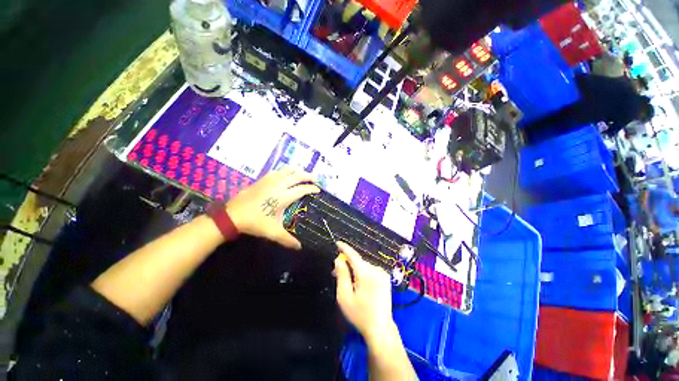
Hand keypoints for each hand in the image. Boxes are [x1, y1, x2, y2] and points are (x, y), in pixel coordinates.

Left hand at [225, 169, 318, 248]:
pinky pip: (276, 172)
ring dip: (297, 171)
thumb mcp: (273, 232)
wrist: (232, 216)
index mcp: (282, 197)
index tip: (318, 189)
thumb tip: (300, 248)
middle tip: (315, 178)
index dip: (311, 189)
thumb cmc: (255, 223)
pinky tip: (285, 173)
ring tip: (303, 173)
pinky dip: (284, 171)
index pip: (301, 190)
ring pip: (286, 171)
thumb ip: (287, 239)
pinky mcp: (261, 180)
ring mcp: (269, 181)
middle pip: (296, 176)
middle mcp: (277, 186)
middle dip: (307, 176)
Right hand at [334, 242, 394, 340]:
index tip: (337, 243)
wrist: (380, 328)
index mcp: (366, 273)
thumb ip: (342, 275)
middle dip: (347, 264)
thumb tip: (339, 259)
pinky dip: (362, 273)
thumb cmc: (360, 314)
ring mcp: (382, 273)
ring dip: (354, 269)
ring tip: (347, 281)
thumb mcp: (344, 296)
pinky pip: (370, 270)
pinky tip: (358, 283)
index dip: (345, 248)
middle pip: (358, 261)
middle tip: (336, 272)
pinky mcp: (385, 278)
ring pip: (363, 266)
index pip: (353, 255)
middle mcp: (376, 269)